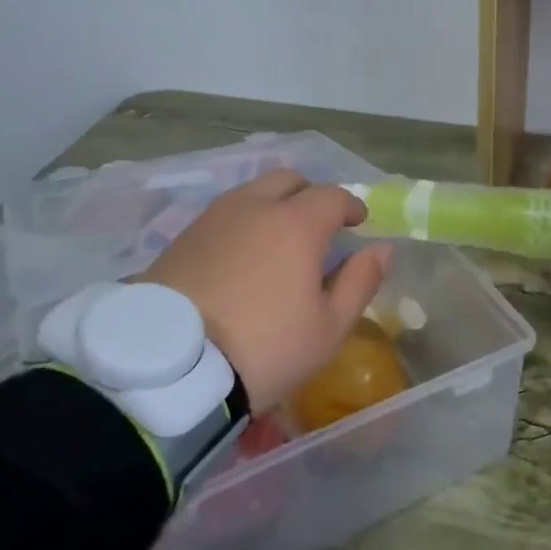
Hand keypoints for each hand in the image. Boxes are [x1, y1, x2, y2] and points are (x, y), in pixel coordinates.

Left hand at [137, 171, 392, 410]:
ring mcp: (212, 219)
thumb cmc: (264, 348)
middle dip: (310, 195)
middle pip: (288, 180)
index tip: (358, 222)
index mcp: (296, 223)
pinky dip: (242, 223)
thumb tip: (382, 248)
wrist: (169, 369)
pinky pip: (223, 215)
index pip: (332, 196)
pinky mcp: (180, 238)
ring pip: (252, 193)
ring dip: (273, 206)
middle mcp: (253, 207)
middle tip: (318, 226)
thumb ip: (360, 281)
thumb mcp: (328, 327)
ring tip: (278, 241)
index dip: (351, 206)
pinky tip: (242, 256)